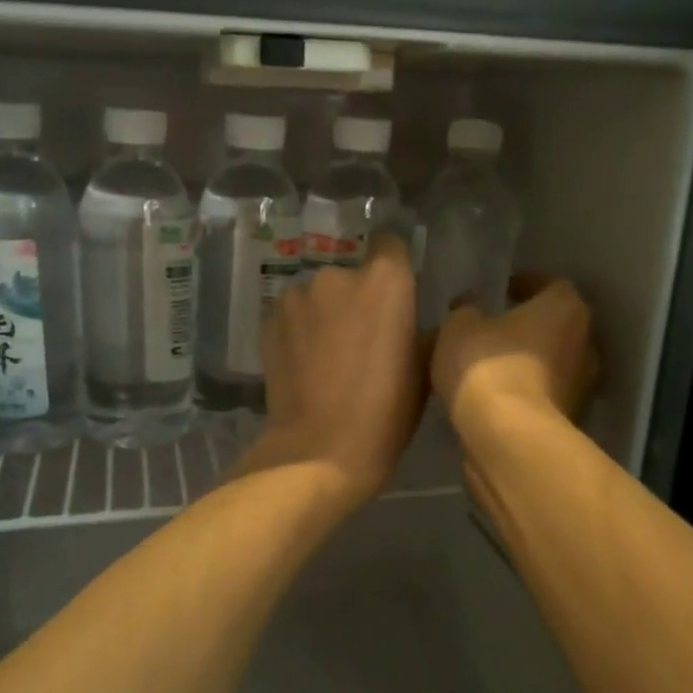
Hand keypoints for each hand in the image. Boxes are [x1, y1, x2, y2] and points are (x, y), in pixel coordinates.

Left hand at [242, 233, 425, 505]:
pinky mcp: (268, 322)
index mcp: (385, 280)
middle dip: (357, 297)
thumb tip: (417, 319)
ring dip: (325, 313)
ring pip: (318, 296)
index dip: (394, 264)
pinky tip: (304, 364)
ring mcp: (297, 297)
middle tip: (362, 337)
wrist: (321, 448)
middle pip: (352, 274)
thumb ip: (421, 329)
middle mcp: (337, 275)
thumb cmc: (386, 411)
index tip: (395, 292)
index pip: (391, 244)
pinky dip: (299, 332)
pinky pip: (293, 317)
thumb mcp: (423, 369)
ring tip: (328, 354)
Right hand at [432, 274, 596, 437]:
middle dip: (528, 325)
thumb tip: (471, 308)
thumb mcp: (459, 327)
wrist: (508, 438)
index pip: (551, 284)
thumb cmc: (488, 367)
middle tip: (494, 327)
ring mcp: (582, 386)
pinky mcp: (570, 420)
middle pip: (557, 325)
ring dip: (526, 361)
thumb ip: (466, 311)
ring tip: (489, 365)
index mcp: (565, 308)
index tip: (502, 290)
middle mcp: (584, 343)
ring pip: (551, 363)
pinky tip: (493, 396)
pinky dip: (524, 392)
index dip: (525, 284)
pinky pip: (543, 395)